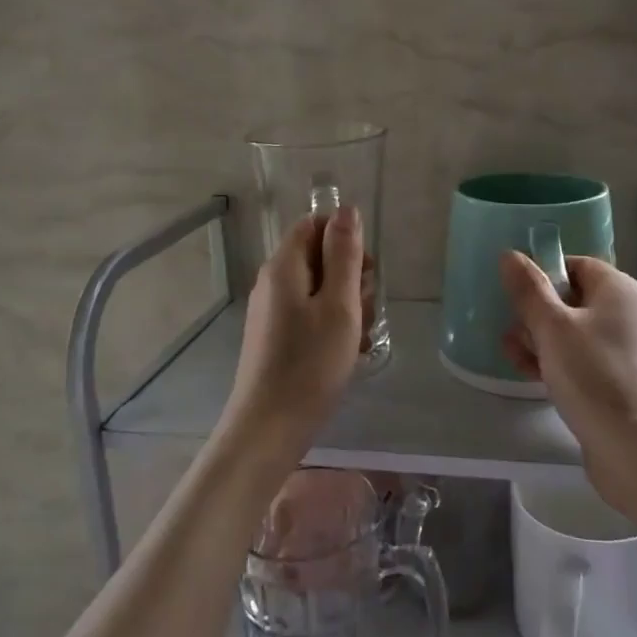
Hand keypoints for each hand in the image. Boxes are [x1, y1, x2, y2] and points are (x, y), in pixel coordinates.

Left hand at [222, 207, 365, 460]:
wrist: (270, 427)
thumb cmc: (311, 363)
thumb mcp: (339, 304)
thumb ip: (344, 254)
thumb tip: (346, 209)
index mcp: (284, 266)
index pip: (314, 224)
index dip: (345, 238)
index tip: (366, 271)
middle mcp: (272, 281)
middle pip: (317, 256)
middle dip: (350, 276)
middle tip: (366, 310)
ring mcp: (271, 311)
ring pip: (318, 288)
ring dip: (346, 304)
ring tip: (359, 337)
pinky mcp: (275, 336)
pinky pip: (309, 314)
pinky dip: (332, 325)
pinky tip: (346, 352)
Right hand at [501, 253, 636, 537]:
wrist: (636, 449)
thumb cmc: (594, 376)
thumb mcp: (552, 327)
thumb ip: (529, 290)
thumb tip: (510, 255)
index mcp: (619, 290)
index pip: (576, 265)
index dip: (544, 275)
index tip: (516, 294)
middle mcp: (626, 314)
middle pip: (571, 299)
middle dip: (535, 313)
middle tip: (512, 332)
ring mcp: (622, 350)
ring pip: (571, 332)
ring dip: (538, 340)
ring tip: (513, 356)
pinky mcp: (615, 382)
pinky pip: (579, 360)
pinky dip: (554, 362)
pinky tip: (529, 375)